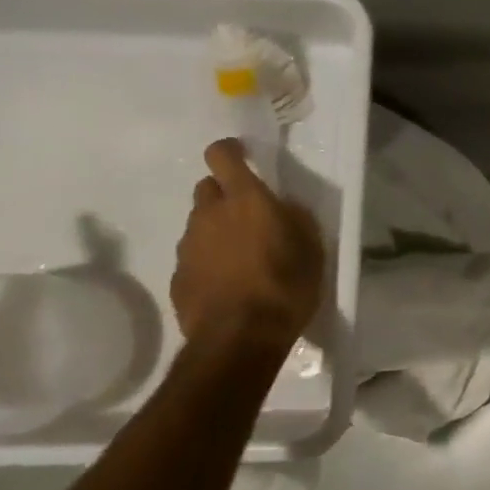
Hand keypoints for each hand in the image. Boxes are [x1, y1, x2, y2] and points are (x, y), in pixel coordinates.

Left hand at [171, 139, 325, 347]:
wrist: (240, 338)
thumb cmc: (286, 286)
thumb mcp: (312, 249)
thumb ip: (295, 219)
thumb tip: (283, 207)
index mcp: (245, 200)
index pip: (221, 156)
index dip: (230, 151)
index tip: (242, 156)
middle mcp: (209, 214)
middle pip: (207, 188)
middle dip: (225, 194)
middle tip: (250, 216)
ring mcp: (188, 245)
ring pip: (200, 223)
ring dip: (217, 229)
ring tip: (243, 256)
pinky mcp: (177, 275)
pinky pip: (194, 255)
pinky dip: (209, 260)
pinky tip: (229, 282)